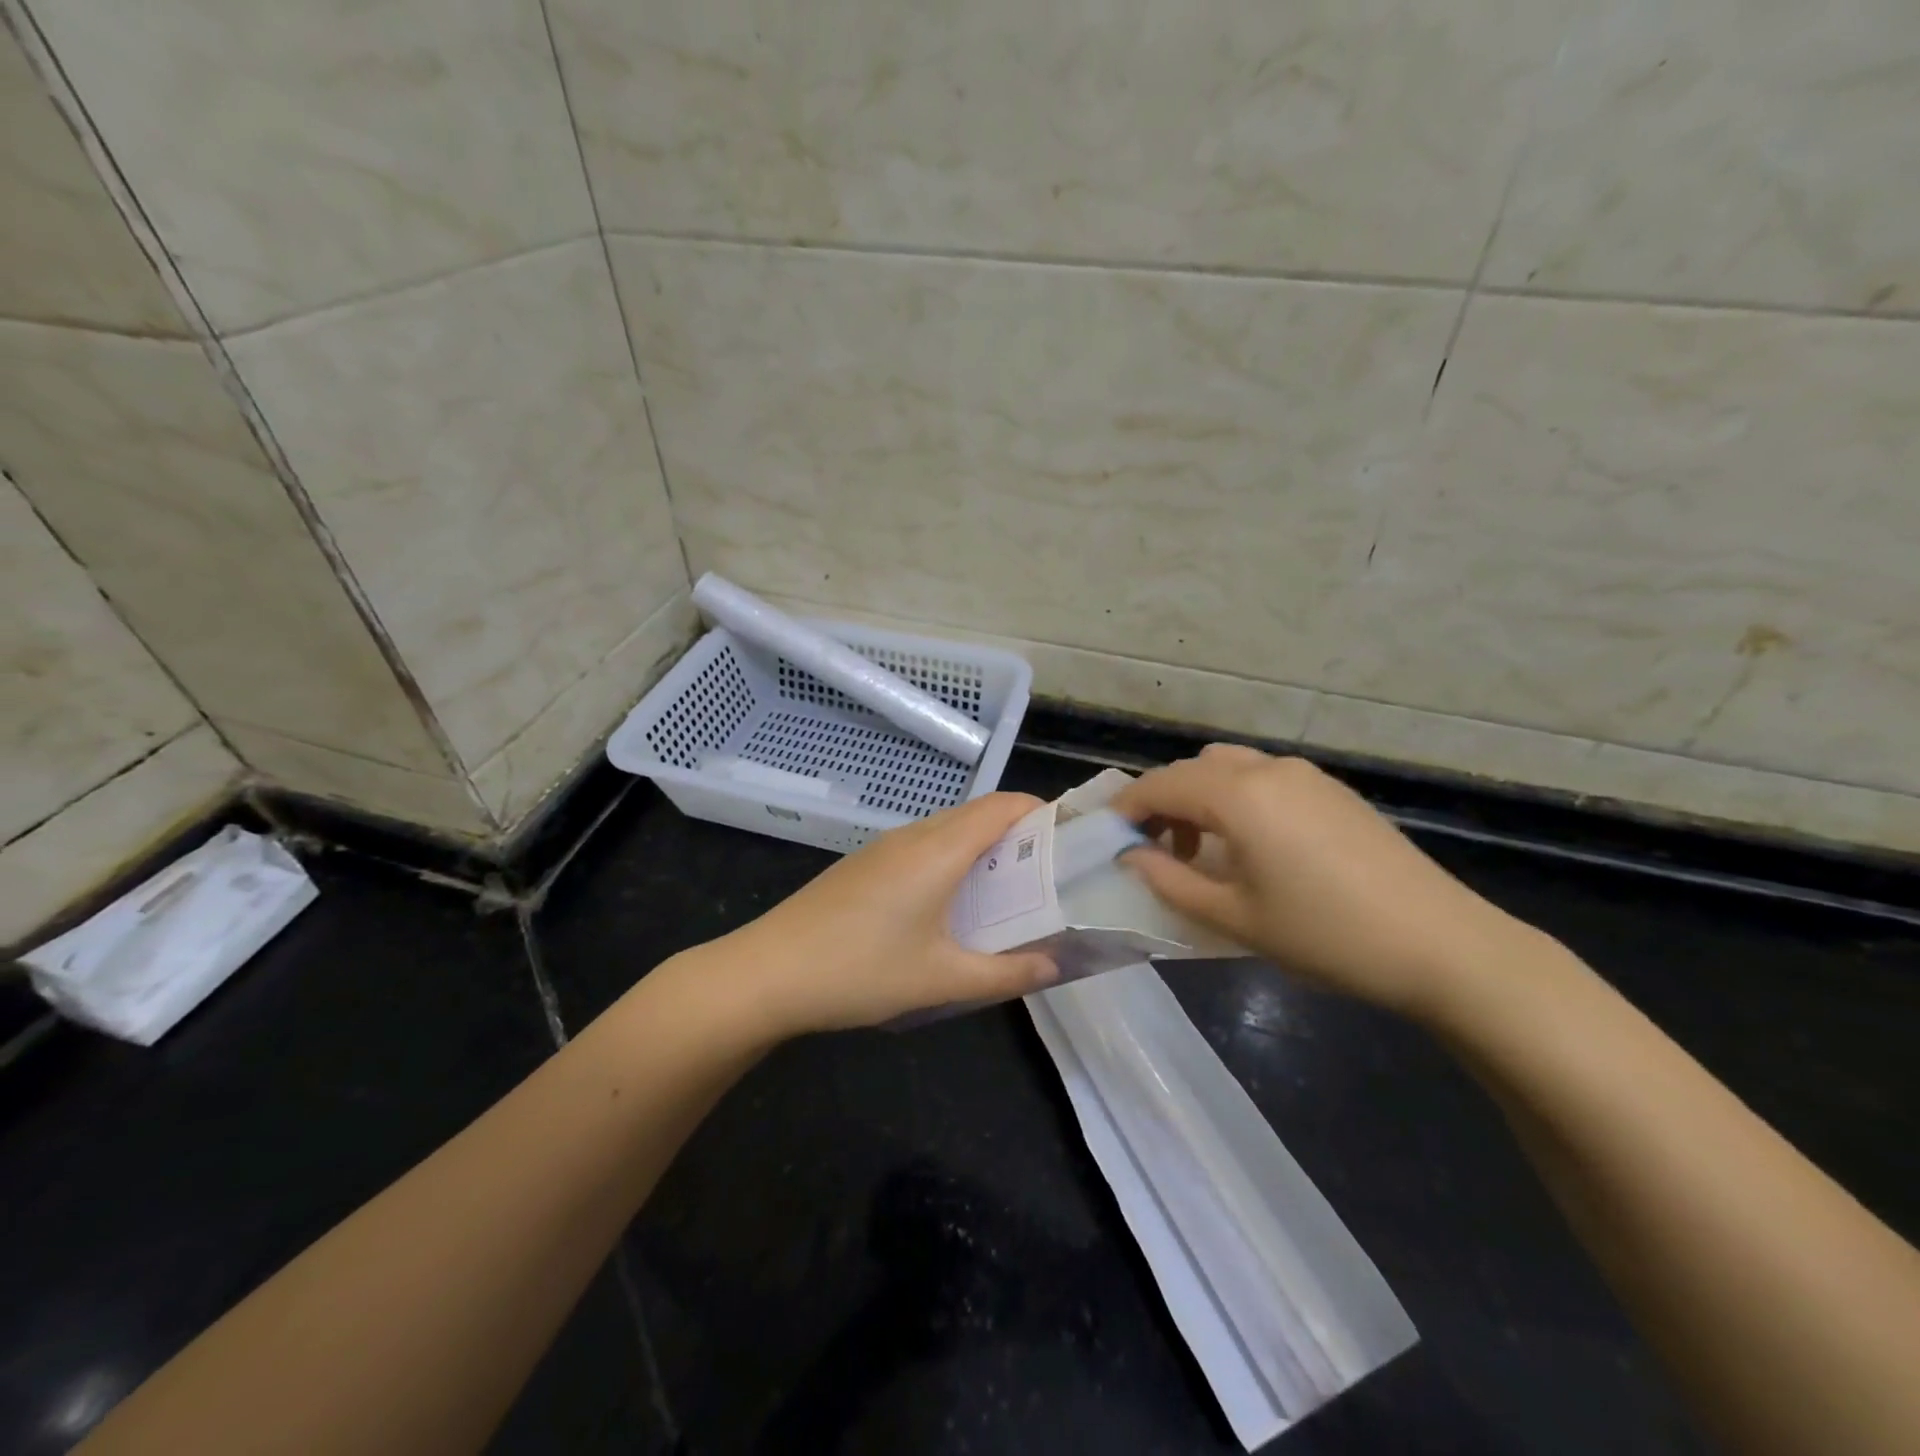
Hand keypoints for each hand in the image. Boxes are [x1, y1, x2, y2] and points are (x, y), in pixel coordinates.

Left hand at [719, 792, 1058, 1035]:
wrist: (768, 971)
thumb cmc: (860, 970)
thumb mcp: (940, 979)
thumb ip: (1004, 973)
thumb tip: (1055, 965)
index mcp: (939, 850)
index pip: (1003, 806)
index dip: (1041, 812)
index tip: (1070, 841)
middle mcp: (915, 836)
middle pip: (979, 813)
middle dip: (1019, 833)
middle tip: (1050, 874)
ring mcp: (884, 847)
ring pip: (948, 829)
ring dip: (983, 846)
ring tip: (1009, 890)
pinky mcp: (865, 864)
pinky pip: (923, 845)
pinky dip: (953, 858)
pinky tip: (953, 903)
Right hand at [1111, 745, 1541, 1022]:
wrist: (1441, 945)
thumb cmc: (1325, 935)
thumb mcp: (1234, 918)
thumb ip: (1170, 882)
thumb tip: (1132, 856)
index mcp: (1238, 795)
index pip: (1160, 785)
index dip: (1126, 808)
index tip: (1106, 838)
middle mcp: (1267, 770)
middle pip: (1192, 769)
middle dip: (1161, 800)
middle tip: (1152, 848)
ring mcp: (1306, 775)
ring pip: (1229, 767)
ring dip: (1199, 796)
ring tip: (1201, 848)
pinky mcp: (1332, 790)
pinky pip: (1263, 777)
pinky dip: (1235, 797)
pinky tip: (1249, 845)